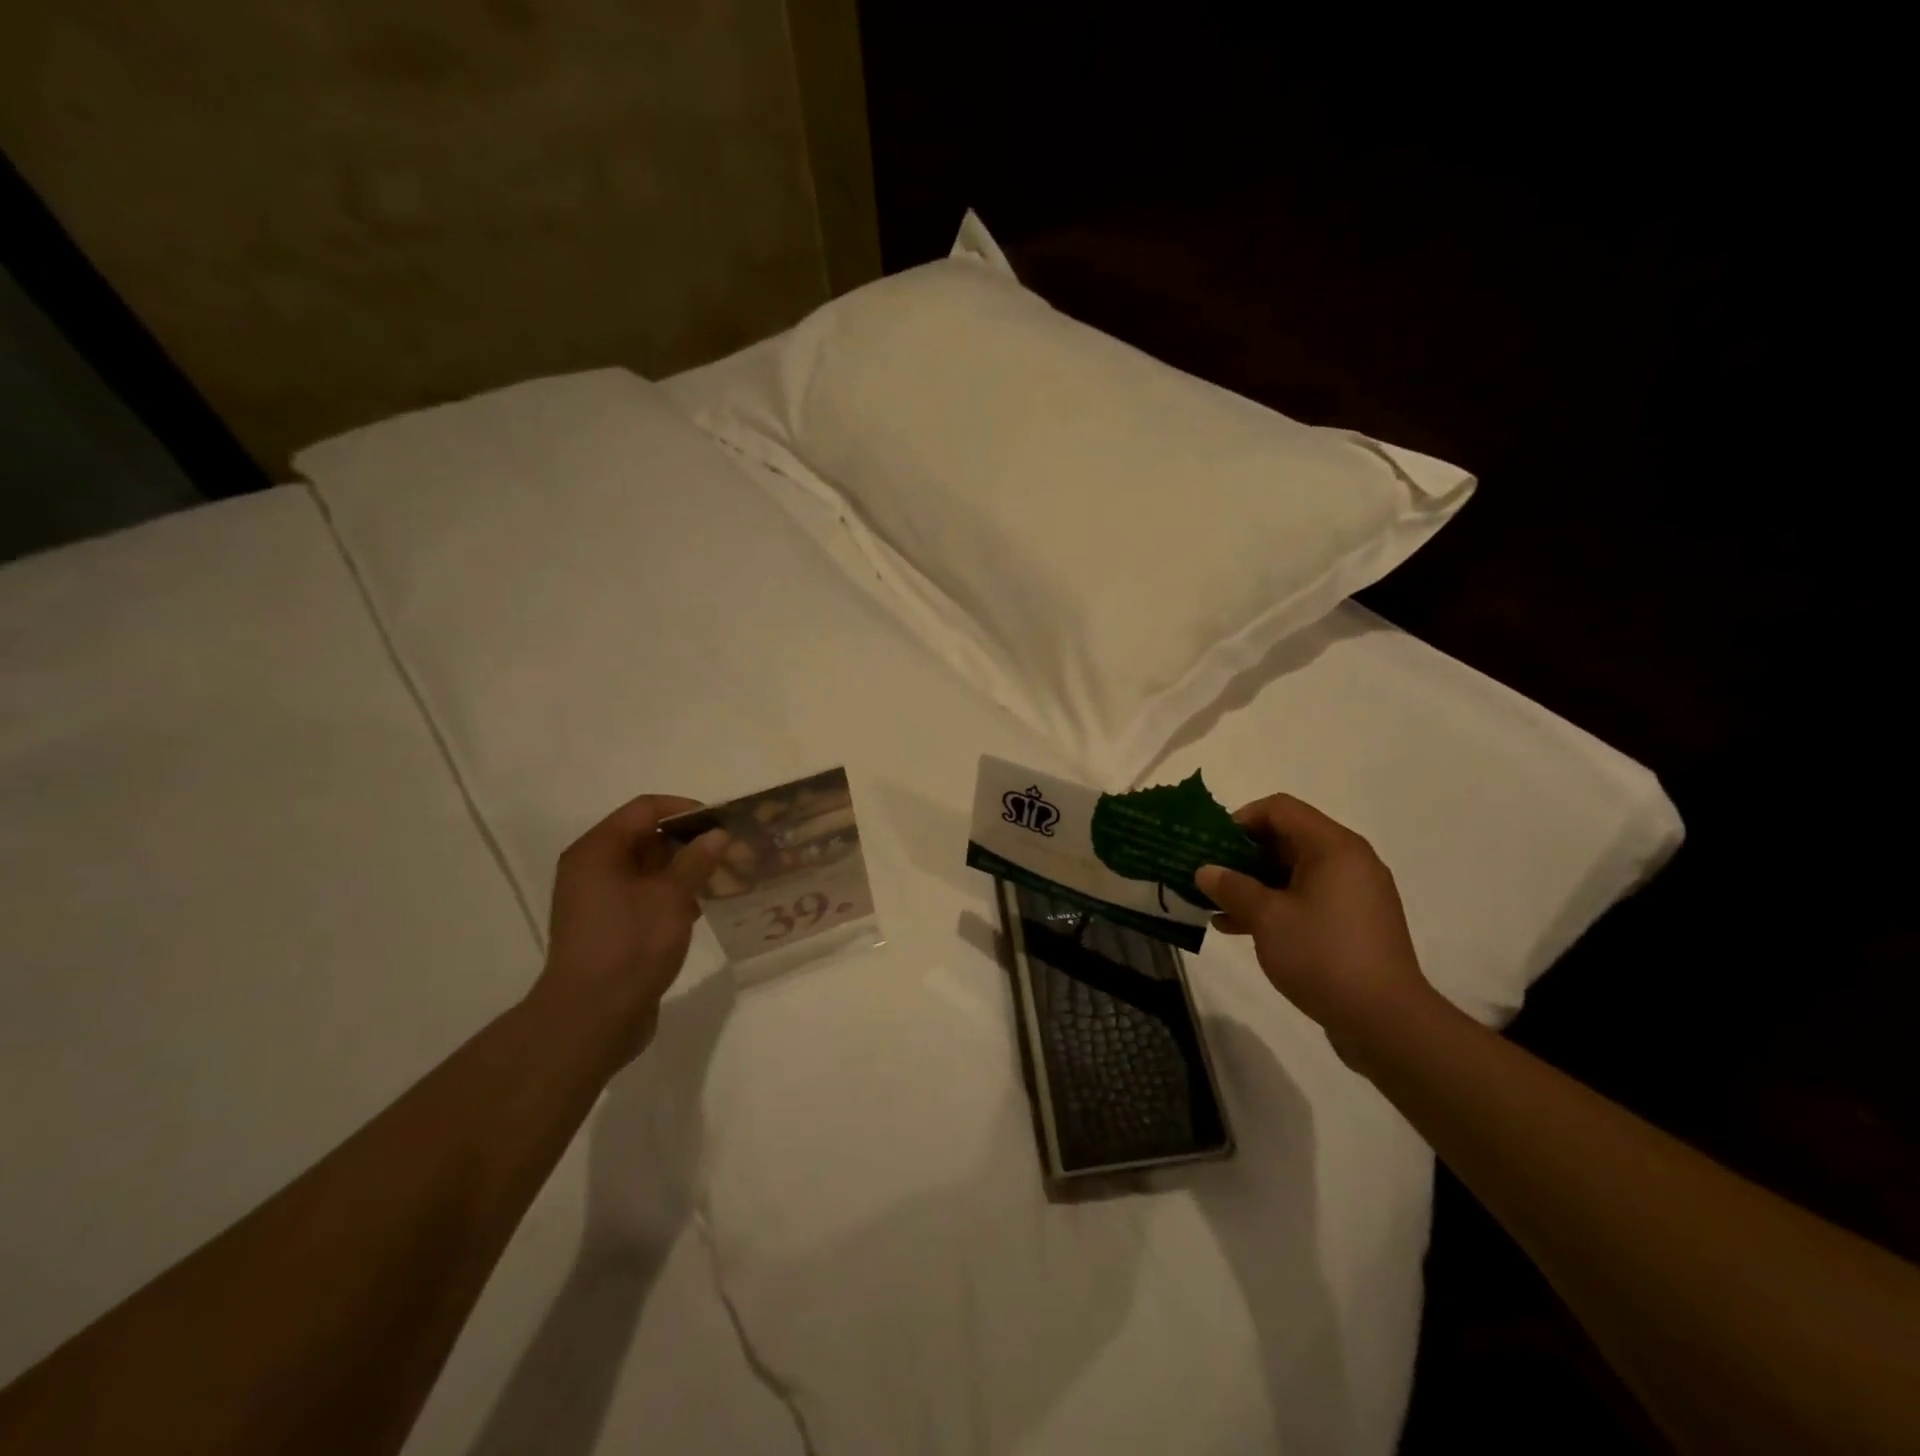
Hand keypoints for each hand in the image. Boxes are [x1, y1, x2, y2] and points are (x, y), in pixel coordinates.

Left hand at [530, 794, 725, 1067]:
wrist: (591, 1019)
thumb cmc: (630, 945)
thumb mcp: (670, 897)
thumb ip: (695, 860)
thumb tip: (716, 835)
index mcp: (598, 851)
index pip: (645, 809)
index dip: (685, 810)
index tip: (721, 823)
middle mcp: (593, 869)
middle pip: (645, 837)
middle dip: (689, 842)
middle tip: (729, 852)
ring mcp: (598, 900)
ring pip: (648, 869)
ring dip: (684, 870)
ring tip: (722, 879)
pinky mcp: (609, 926)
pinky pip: (644, 896)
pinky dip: (672, 895)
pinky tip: (700, 908)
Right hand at [1195, 794, 1437, 1068]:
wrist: (1385, 1021)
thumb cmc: (1323, 955)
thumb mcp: (1267, 918)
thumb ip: (1232, 888)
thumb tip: (1205, 871)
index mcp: (1333, 847)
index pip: (1280, 809)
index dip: (1241, 819)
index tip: (1212, 845)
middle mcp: (1349, 861)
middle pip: (1287, 839)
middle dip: (1242, 855)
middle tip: (1208, 874)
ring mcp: (1354, 894)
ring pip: (1294, 872)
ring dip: (1254, 884)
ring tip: (1215, 904)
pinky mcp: (1353, 923)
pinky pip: (1307, 899)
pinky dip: (1275, 905)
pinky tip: (1239, 927)